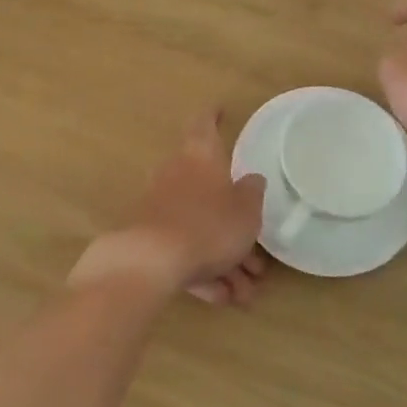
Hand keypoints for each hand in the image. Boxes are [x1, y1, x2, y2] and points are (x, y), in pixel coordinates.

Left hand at [70, 111, 269, 305]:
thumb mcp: (245, 210)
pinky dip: (203, 271)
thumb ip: (252, 193)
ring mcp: (160, 209)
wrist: (149, 262)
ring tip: (245, 293)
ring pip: (200, 229)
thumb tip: (252, 180)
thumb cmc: (207, 225)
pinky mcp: (149, 239)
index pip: (205, 125)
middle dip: (235, 228)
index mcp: (200, 157)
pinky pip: (183, 252)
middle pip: (210, 194)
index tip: (220, 109)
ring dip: (225, 260)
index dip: (214, 116)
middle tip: (258, 260)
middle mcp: (177, 176)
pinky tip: (220, 298)